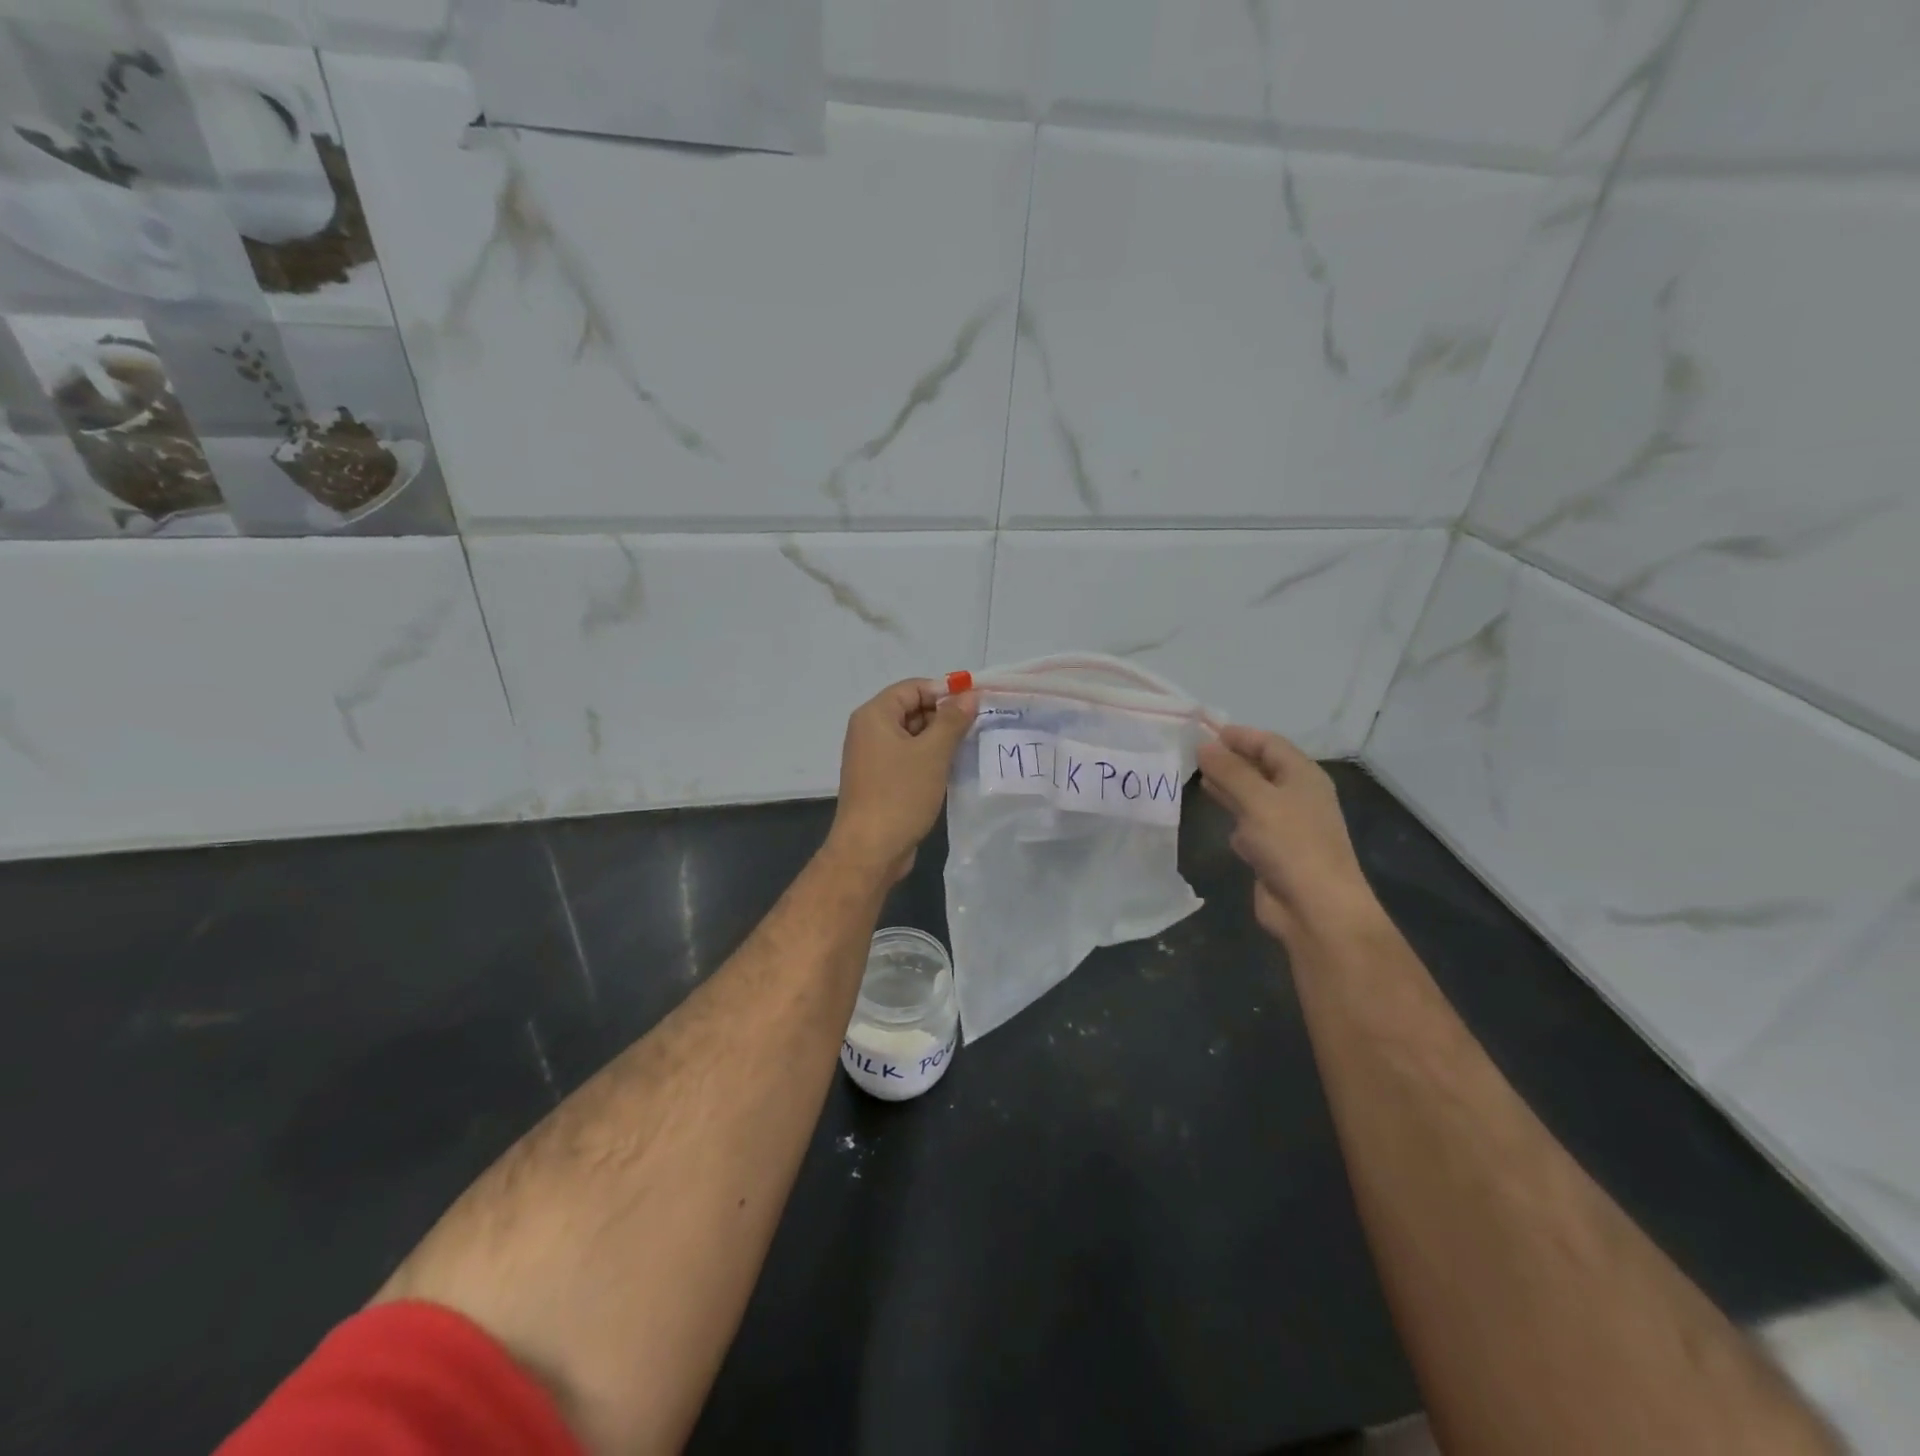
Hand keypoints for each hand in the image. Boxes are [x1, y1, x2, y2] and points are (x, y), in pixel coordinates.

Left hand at [826, 679, 977, 883]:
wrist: (870, 850)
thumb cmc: (900, 794)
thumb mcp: (933, 753)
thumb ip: (952, 720)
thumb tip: (969, 695)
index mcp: (874, 716)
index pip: (913, 687)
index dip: (944, 692)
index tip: (975, 704)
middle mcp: (869, 731)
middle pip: (911, 709)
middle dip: (944, 716)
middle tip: (978, 727)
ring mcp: (873, 757)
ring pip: (912, 736)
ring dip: (939, 739)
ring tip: (970, 747)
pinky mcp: (880, 780)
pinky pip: (908, 758)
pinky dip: (929, 759)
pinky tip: (952, 769)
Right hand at [1197, 725, 1379, 943]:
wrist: (1315, 908)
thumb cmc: (1291, 844)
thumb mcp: (1257, 800)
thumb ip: (1229, 771)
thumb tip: (1203, 746)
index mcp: (1303, 776)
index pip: (1270, 743)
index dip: (1240, 736)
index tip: (1205, 732)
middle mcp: (1297, 796)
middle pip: (1261, 768)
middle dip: (1230, 760)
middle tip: (1193, 754)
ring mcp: (1286, 825)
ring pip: (1253, 796)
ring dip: (1228, 787)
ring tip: (1197, 777)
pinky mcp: (1274, 851)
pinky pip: (1249, 824)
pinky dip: (1233, 815)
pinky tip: (1215, 815)